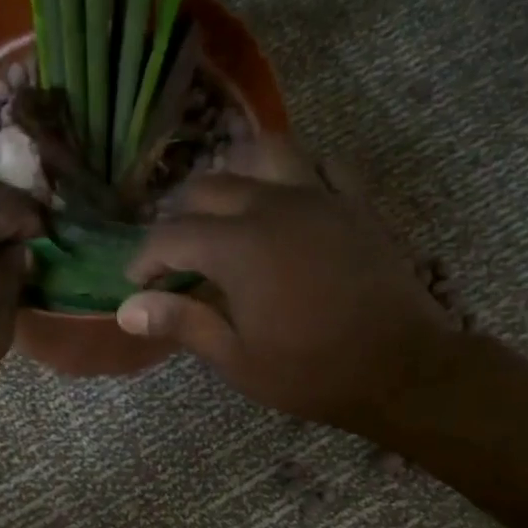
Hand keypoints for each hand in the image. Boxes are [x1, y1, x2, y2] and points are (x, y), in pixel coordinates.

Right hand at [117, 139, 460, 436]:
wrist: (399, 369)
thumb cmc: (311, 373)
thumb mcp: (237, 360)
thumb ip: (183, 324)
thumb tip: (128, 308)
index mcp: (238, 248)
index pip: (172, 236)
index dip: (146, 257)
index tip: (136, 282)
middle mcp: (274, 207)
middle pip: (210, 187)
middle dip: (180, 216)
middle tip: (174, 252)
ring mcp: (320, 198)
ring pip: (266, 155)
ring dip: (235, 173)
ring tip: (225, 204)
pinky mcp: (356, 205)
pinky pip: (324, 165)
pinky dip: (299, 172)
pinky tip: (290, 196)